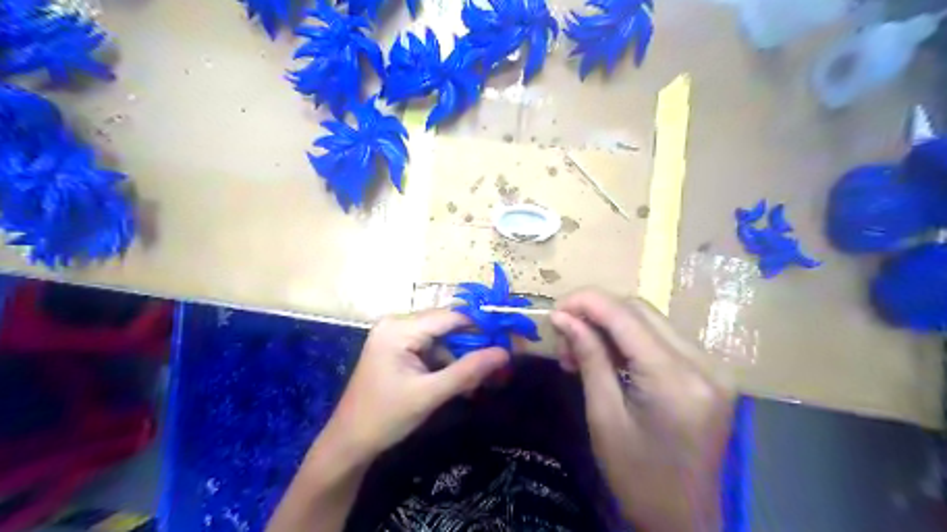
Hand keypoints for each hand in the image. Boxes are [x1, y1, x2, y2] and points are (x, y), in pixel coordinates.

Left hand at [321, 310, 509, 459]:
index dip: (480, 327)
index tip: (506, 341)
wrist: (349, 442)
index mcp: (399, 329)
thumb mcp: (429, 395)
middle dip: (470, 346)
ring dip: (459, 358)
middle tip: (495, 365)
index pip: (450, 317)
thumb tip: (504, 353)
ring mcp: (395, 335)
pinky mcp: (396, 348)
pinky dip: (445, 363)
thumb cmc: (385, 417)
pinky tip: (456, 382)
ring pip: (440, 338)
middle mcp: (397, 323)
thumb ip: (468, 372)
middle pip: (446, 326)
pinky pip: (429, 348)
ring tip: (475, 382)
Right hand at [553, 291, 734, 531]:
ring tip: (579, 349)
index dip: (585, 302)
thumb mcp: (603, 416)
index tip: (553, 309)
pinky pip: (662, 338)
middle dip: (595, 312)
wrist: (683, 520)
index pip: (625, 315)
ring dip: (610, 325)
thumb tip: (562, 317)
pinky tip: (607, 355)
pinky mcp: (710, 372)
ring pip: (651, 319)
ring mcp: (713, 366)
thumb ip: (588, 357)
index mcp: (676, 379)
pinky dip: (629, 338)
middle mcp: (704, 363)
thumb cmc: (637, 478)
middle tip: (563, 335)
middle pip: (640, 309)